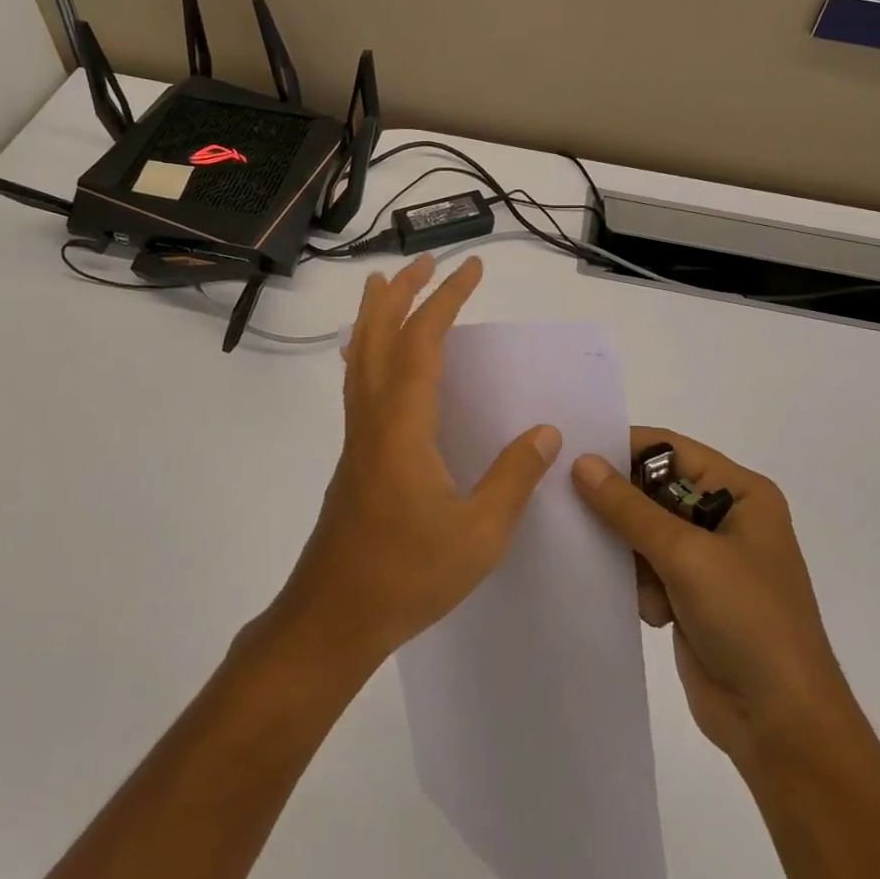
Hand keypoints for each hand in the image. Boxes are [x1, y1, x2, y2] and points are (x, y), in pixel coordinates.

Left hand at [272, 254, 560, 671]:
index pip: (423, 342)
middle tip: (425, 262)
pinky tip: (378, 361)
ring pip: (361, 356)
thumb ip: (513, 478)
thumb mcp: (478, 534)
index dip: (447, 300)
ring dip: (377, 315)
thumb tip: (546, 432)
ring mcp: (357, 436)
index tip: (470, 269)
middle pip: (378, 335)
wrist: (333, 615)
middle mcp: (373, 417)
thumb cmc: (407, 575)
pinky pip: (358, 382)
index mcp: (402, 425)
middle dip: (401, 292)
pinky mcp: (354, 456)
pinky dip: (368, 350)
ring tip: (387, 286)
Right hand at [571, 429, 859, 770]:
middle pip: (654, 489)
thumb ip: (629, 508)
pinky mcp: (692, 596)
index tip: (573, 453)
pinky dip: (639, 582)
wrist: (783, 726)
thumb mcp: (686, 555)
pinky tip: (648, 610)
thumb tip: (582, 462)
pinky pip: (648, 568)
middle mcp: (725, 518)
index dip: (624, 449)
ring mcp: (709, 560)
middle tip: (569, 504)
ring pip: (645, 531)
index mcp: (741, 493)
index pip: (671, 450)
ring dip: (628, 550)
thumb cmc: (748, 621)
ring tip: (617, 571)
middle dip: (620, 504)